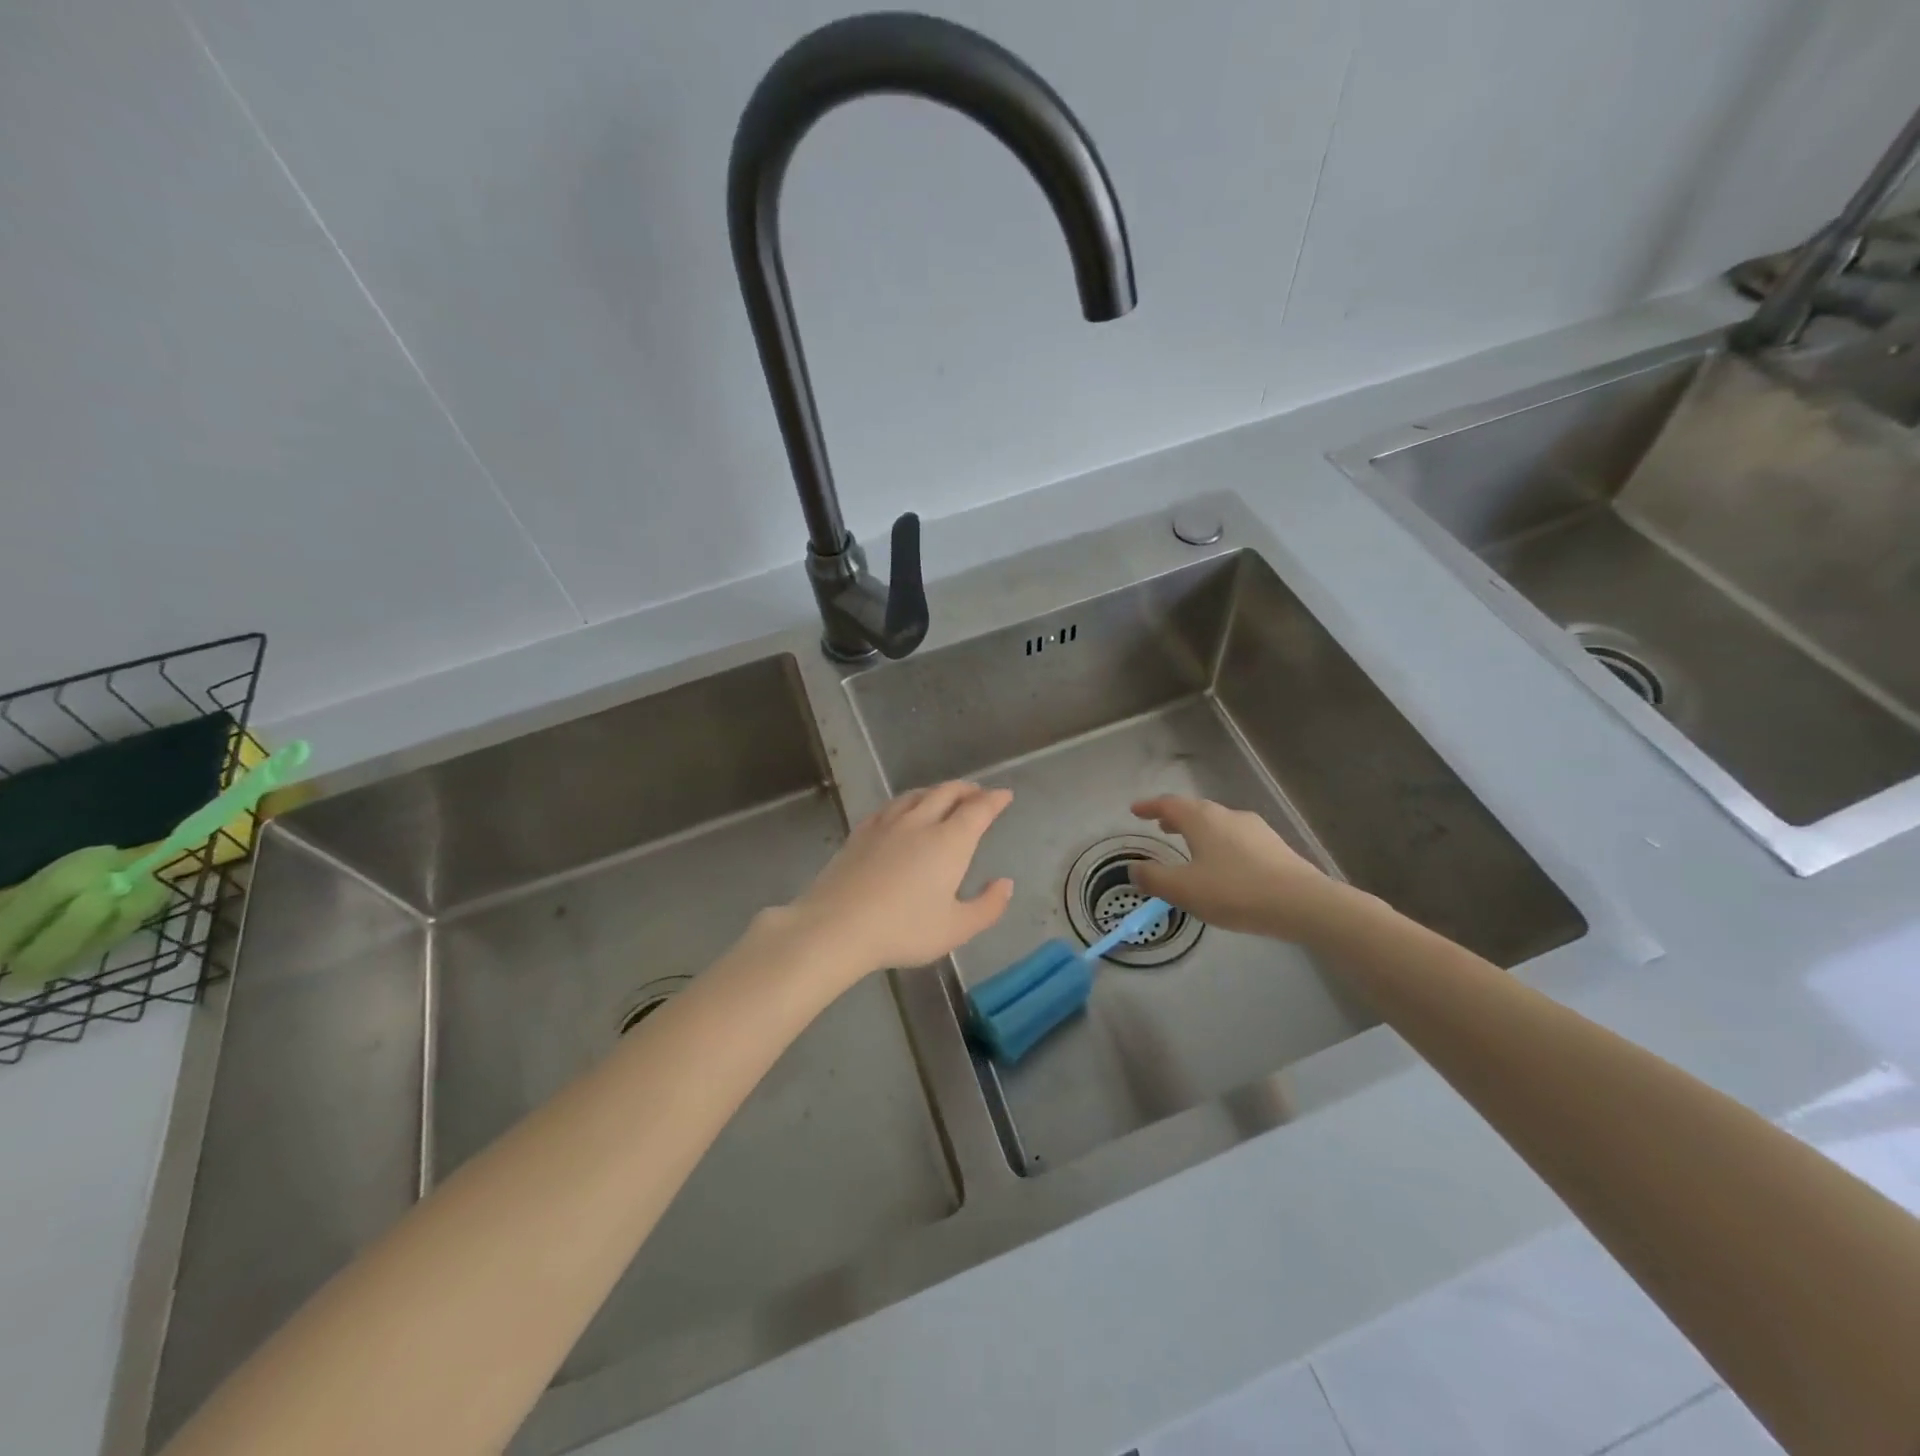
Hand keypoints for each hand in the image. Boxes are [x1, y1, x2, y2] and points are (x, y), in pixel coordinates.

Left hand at [783, 782, 1014, 980]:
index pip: (978, 810)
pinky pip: (890, 806)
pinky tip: (902, 810)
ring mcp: (887, 824)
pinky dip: (907, 801)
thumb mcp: (955, 928)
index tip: (1005, 795)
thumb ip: (987, 906)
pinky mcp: (861, 832)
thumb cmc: (903, 930)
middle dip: (967, 790)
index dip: (994, 800)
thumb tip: (1006, 884)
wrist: (838, 925)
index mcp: (949, 842)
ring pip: (917, 795)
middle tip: (978, 793)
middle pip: (947, 793)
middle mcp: (920, 823)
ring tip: (944, 796)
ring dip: (937, 791)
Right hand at [1128, 795, 1350, 941]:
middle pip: (1196, 810)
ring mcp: (1255, 829)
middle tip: (1161, 826)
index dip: (1149, 806)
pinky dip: (1221, 844)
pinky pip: (1237, 839)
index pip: (1169, 804)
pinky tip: (1224, 865)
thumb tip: (1134, 869)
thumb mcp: (1184, 890)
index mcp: (1202, 820)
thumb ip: (1154, 878)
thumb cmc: (1235, 891)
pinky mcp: (1275, 847)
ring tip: (1190, 846)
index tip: (1135, 810)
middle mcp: (1228, 816)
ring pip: (1219, 824)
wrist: (1301, 903)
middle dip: (1176, 817)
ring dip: (1199, 831)